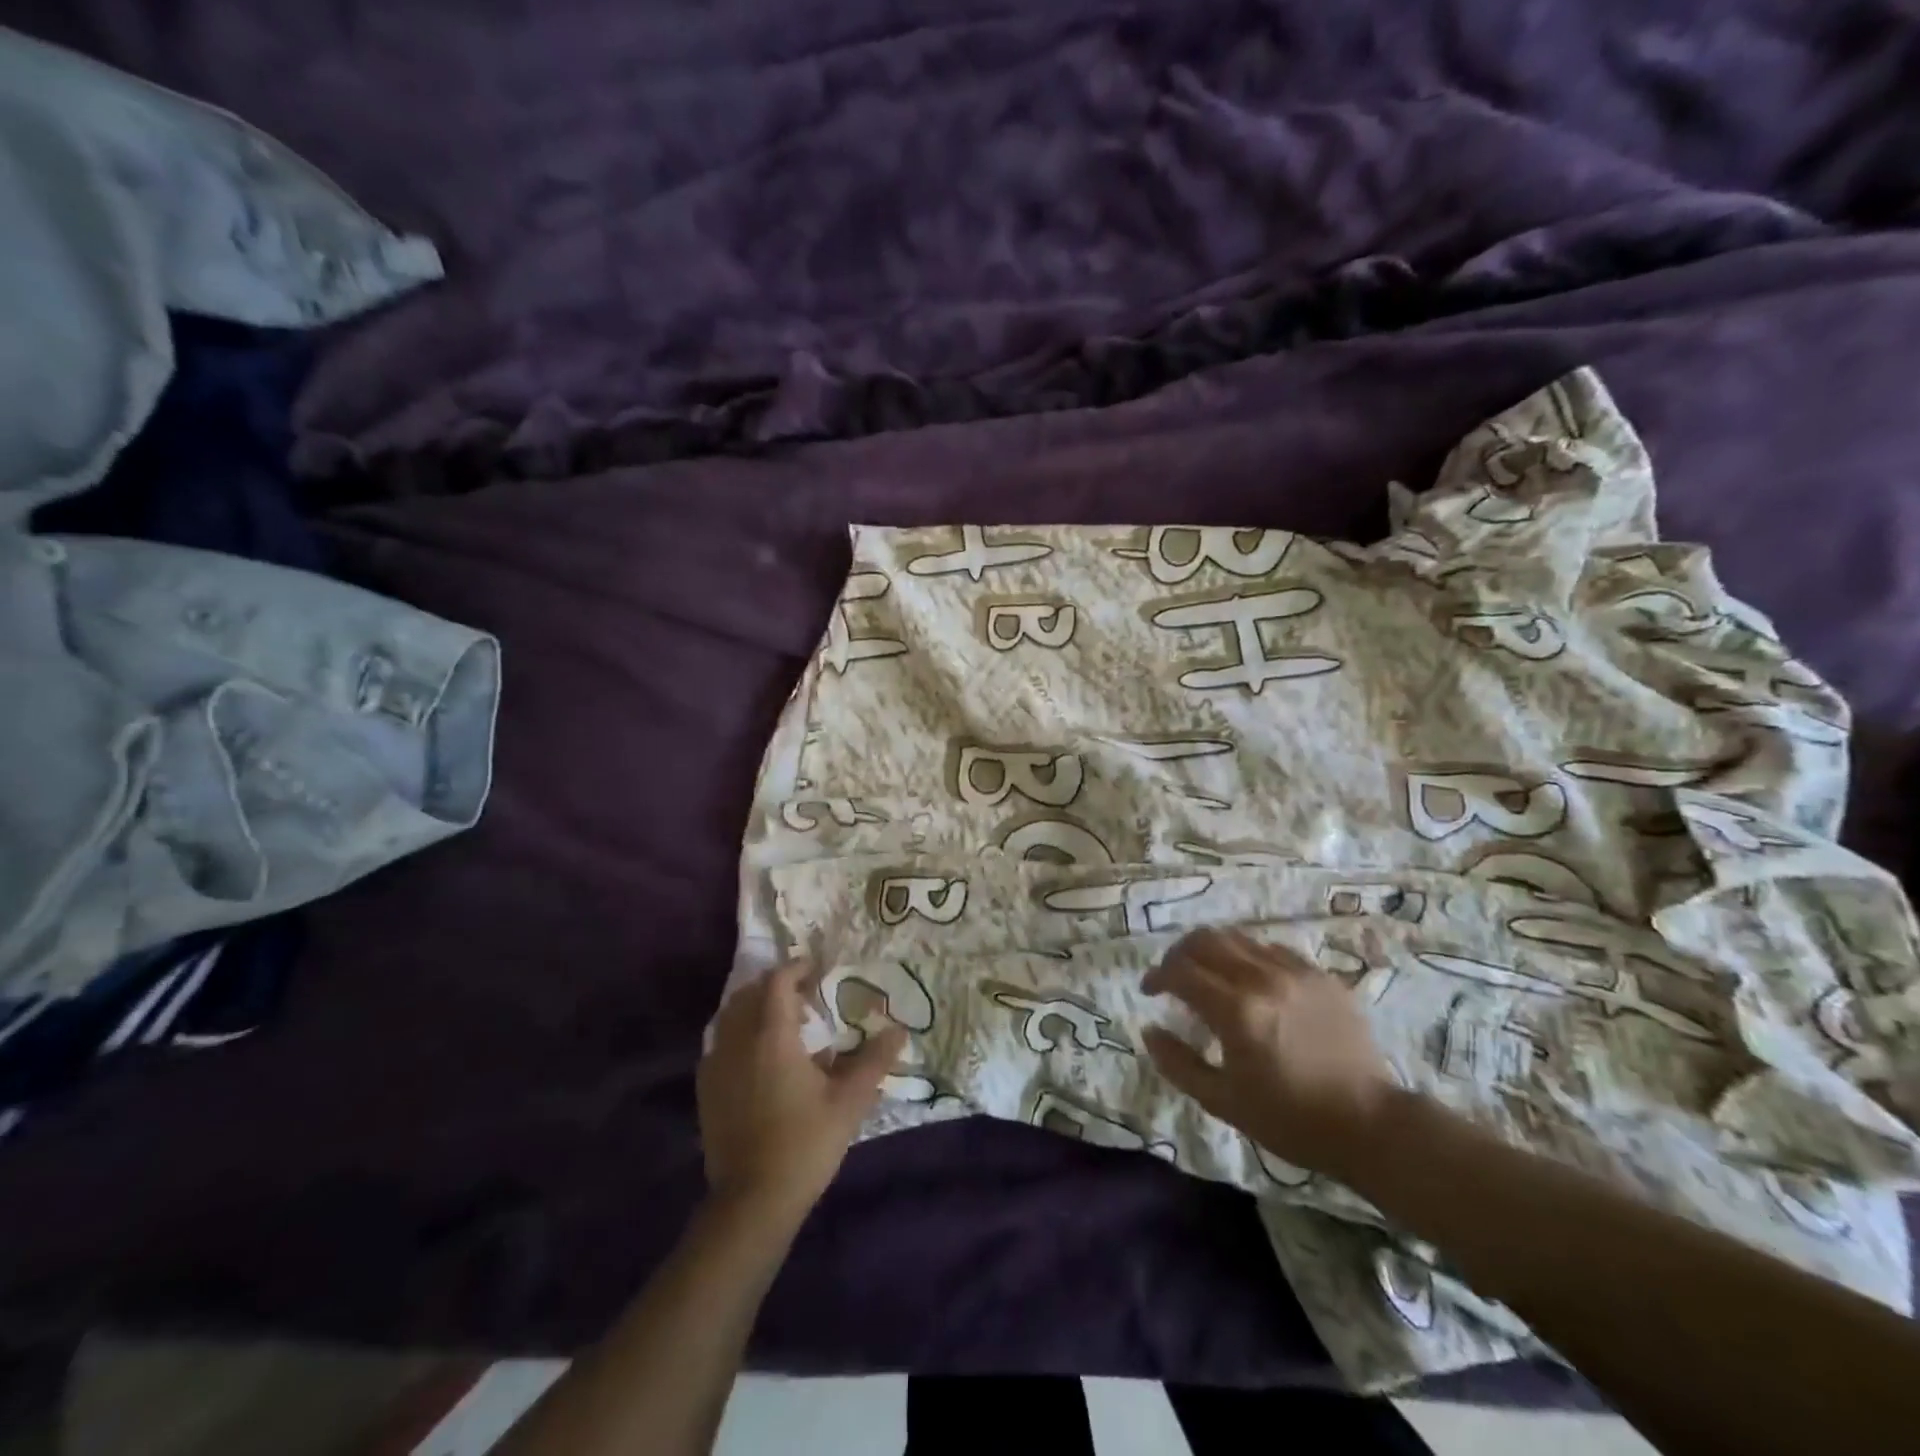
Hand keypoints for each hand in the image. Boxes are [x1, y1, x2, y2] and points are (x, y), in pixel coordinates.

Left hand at [697, 960, 906, 1220]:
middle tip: (805, 997)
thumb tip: (900, 1031)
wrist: (753, 1201)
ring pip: (730, 1017)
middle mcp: (738, 1041)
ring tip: (784, 1026)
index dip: (798, 968)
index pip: (778, 981)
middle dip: (776, 986)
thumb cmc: (805, 1143)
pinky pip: (720, 1044)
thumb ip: (874, 1061)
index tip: (818, 970)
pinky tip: (760, 1060)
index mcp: (772, 1036)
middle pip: (749, 993)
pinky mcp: (706, 1089)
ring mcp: (716, 1065)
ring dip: (755, 1008)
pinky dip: (740, 1035)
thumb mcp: (849, 1101)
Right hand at [1141, 928, 1399, 1181]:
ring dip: (1212, 951)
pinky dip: (1249, 957)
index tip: (1150, 991)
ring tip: (1208, 974)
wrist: (1370, 1124)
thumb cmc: (1290, 1120)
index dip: (1157, 976)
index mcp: (1235, 1010)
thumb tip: (1149, 1029)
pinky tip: (1251, 982)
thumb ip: (1178, 1063)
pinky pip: (1272, 950)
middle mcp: (1262, 979)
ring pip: (1238, 938)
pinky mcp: (1320, 975)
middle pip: (1205, 940)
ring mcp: (1295, 972)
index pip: (1180, 971)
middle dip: (1179, 953)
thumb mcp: (1223, 1102)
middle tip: (1173, 976)